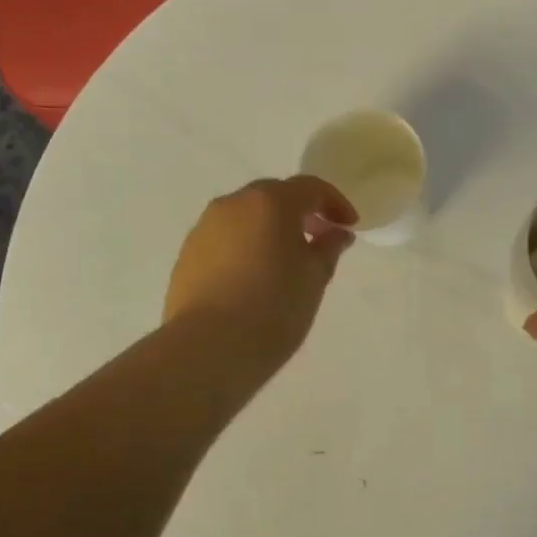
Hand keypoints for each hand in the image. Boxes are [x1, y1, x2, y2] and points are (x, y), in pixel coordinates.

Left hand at [164, 176, 357, 371]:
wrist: (208, 348)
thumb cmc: (274, 308)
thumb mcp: (314, 278)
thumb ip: (328, 248)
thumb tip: (335, 233)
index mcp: (270, 202)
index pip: (310, 188)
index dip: (335, 203)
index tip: (349, 227)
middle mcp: (233, 204)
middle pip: (273, 196)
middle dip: (300, 213)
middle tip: (319, 240)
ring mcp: (204, 228)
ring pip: (245, 217)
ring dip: (269, 229)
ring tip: (285, 262)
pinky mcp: (187, 255)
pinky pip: (225, 239)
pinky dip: (245, 247)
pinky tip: (254, 278)